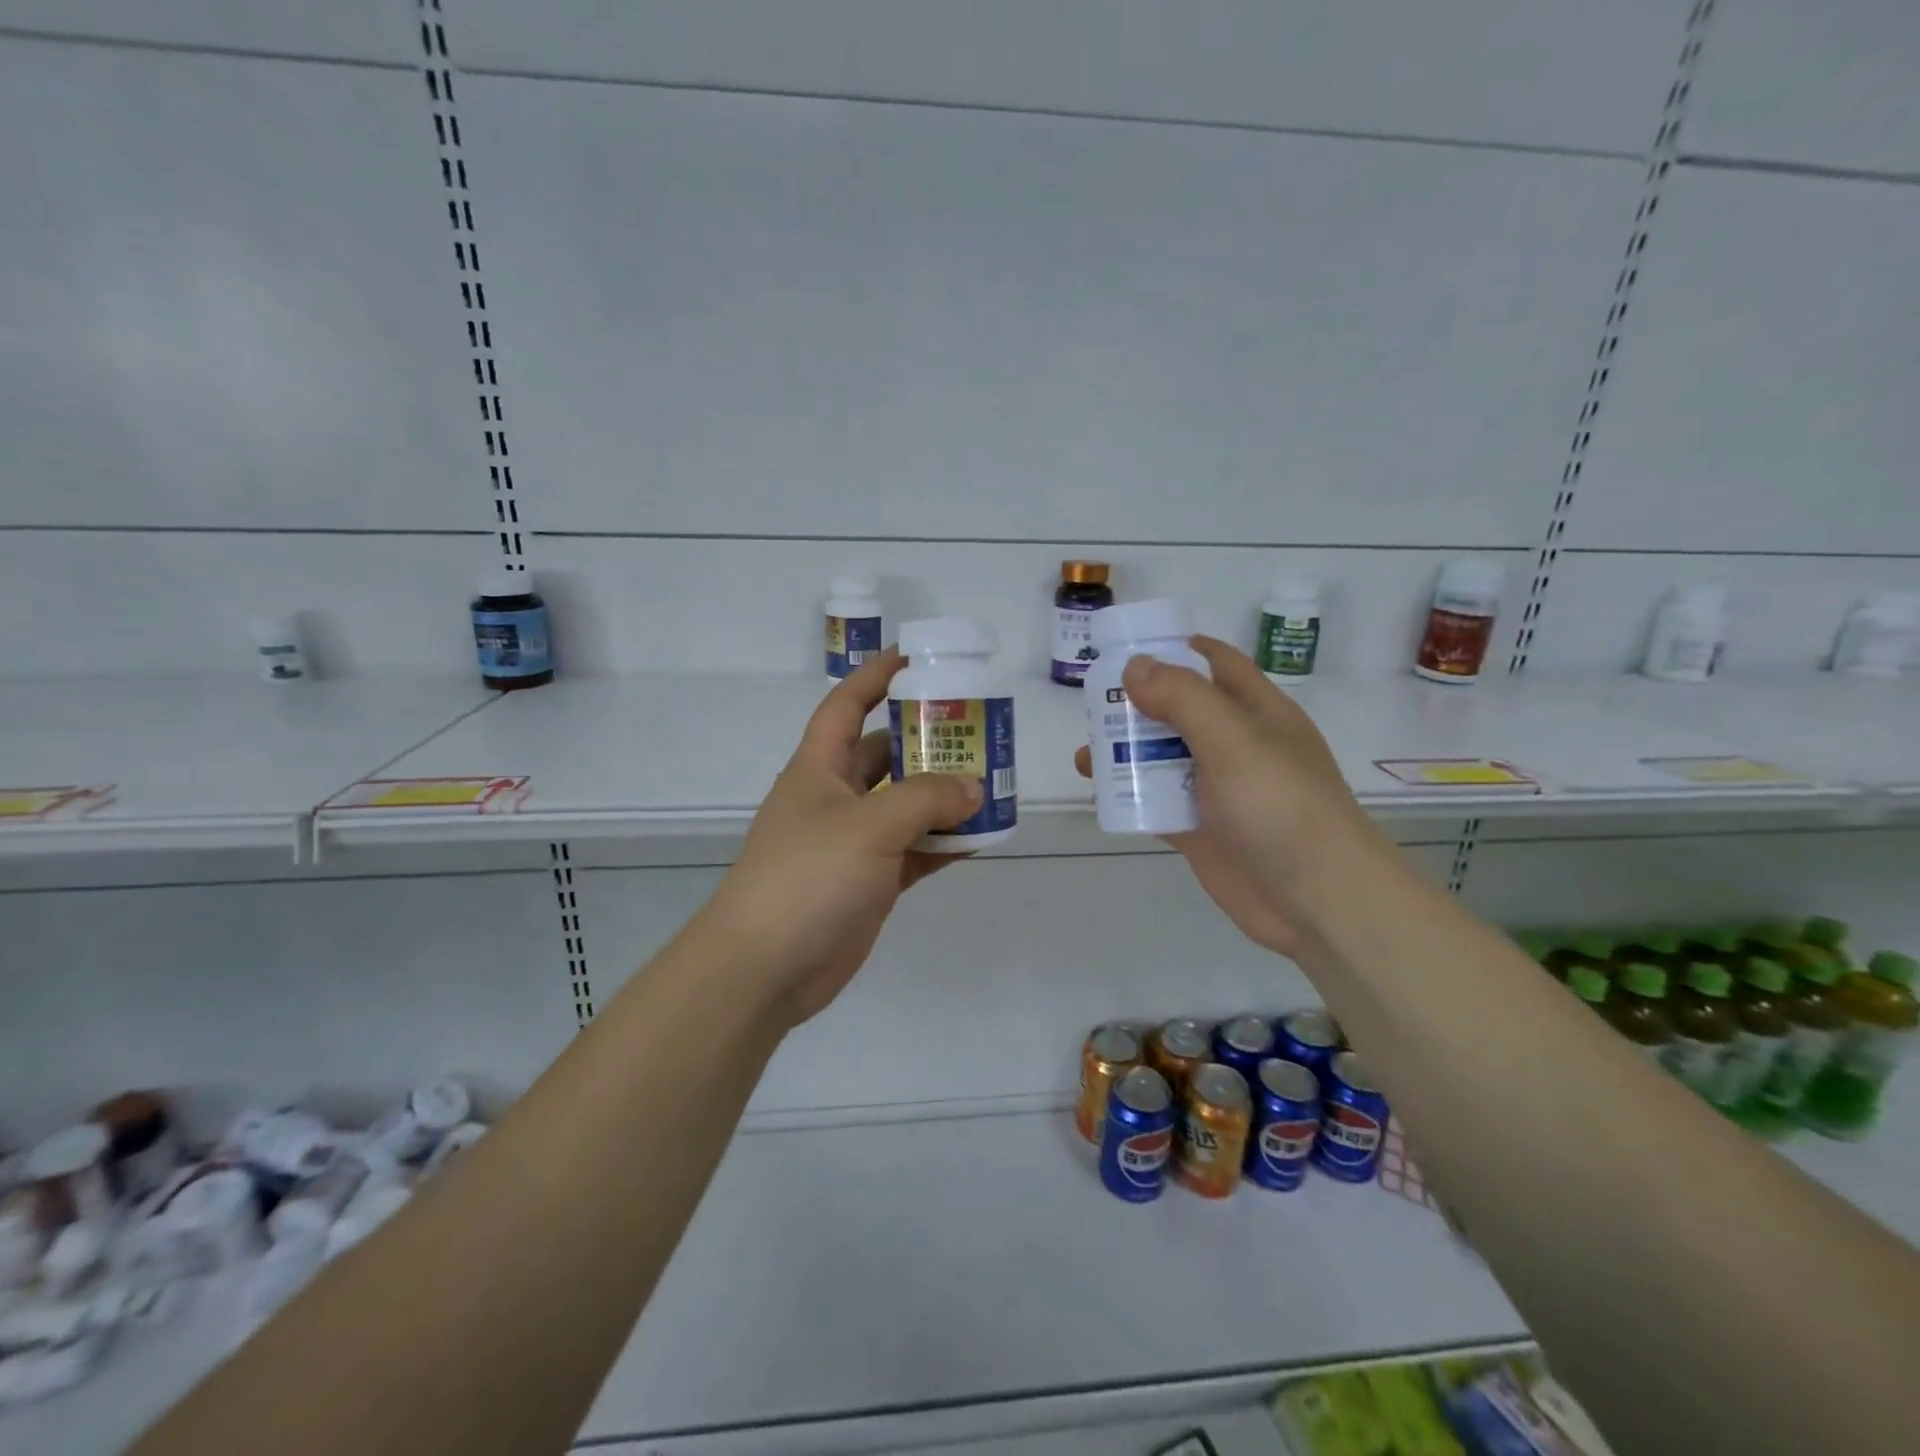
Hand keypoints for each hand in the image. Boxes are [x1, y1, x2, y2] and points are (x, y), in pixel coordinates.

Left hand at [698, 648, 980, 1025]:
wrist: (766, 968)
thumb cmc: (807, 877)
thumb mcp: (869, 825)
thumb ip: (926, 800)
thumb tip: (975, 788)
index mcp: (819, 768)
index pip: (847, 706)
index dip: (876, 678)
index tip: (916, 660)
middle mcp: (836, 798)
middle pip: (886, 755)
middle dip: (928, 741)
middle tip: (979, 730)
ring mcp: (854, 843)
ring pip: (907, 805)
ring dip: (945, 797)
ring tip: (993, 783)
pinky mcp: (871, 882)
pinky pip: (916, 851)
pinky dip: (945, 844)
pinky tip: (983, 837)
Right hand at [1074, 636, 1379, 956]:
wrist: (1316, 901)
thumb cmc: (1281, 807)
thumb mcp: (1234, 740)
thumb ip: (1184, 699)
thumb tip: (1135, 665)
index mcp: (1257, 711)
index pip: (1216, 664)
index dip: (1177, 650)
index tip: (1127, 648)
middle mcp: (1235, 745)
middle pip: (1180, 711)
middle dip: (1137, 703)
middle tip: (1091, 702)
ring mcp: (1216, 789)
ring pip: (1163, 758)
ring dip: (1126, 751)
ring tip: (1085, 752)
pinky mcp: (1200, 829)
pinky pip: (1157, 802)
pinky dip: (1128, 794)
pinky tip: (1098, 792)